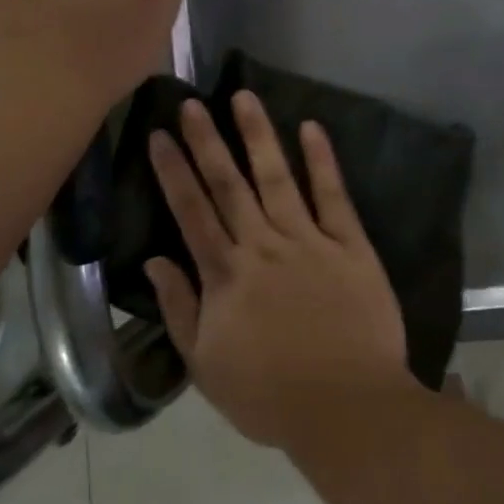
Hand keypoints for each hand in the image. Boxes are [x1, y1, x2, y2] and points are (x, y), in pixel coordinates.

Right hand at [145, 92, 414, 448]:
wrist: (346, 406)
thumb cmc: (269, 395)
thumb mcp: (206, 366)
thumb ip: (180, 309)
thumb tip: (154, 260)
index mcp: (226, 276)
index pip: (191, 212)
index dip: (173, 172)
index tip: (159, 135)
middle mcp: (262, 246)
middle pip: (228, 185)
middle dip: (207, 141)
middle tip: (192, 102)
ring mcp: (308, 240)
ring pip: (276, 178)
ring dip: (258, 135)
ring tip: (244, 97)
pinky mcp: (349, 244)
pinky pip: (332, 195)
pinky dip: (322, 161)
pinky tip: (311, 128)